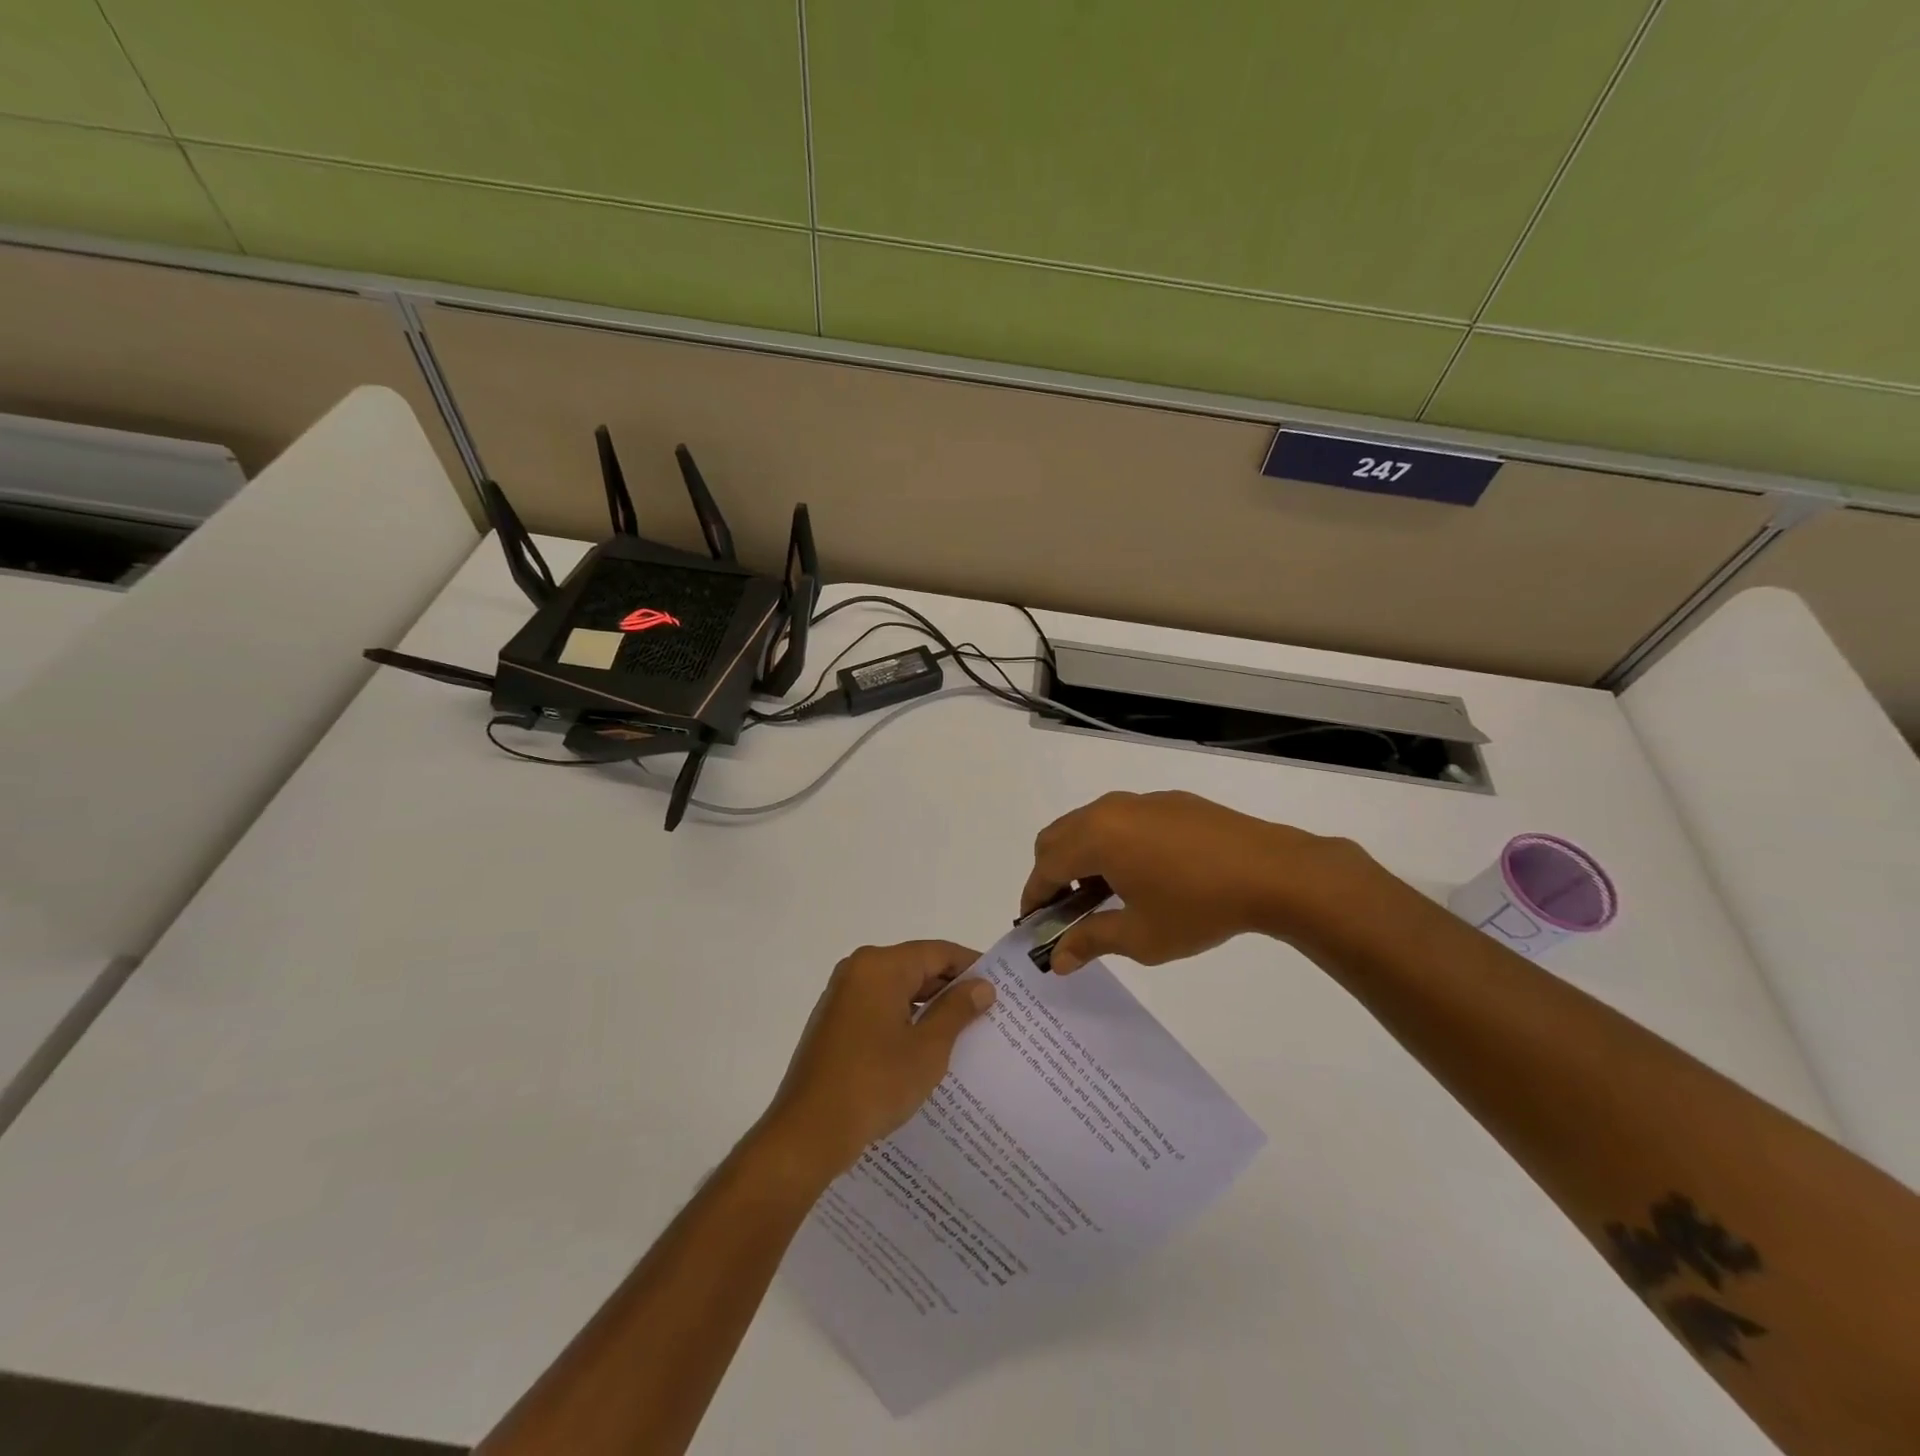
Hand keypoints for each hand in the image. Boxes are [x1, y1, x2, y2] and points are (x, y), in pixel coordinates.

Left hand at [760, 941, 995, 1178]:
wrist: (807, 1133)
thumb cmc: (874, 1083)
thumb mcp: (928, 1048)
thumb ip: (957, 1010)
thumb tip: (982, 986)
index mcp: (880, 966)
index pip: (937, 952)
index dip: (972, 966)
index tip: (1002, 985)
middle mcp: (858, 970)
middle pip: (916, 967)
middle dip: (952, 988)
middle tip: (989, 1011)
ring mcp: (842, 996)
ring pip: (898, 989)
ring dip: (929, 1007)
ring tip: (965, 1032)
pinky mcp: (835, 1023)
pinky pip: (880, 1008)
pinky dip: (905, 1020)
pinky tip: (927, 1048)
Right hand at [1020, 790, 1372, 972]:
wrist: (1272, 872)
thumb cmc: (1198, 907)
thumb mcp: (1140, 936)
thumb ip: (1091, 942)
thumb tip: (1057, 960)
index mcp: (1095, 838)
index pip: (1045, 866)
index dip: (1033, 897)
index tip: (1034, 925)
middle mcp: (1109, 810)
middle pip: (1057, 837)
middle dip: (1051, 873)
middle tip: (1066, 911)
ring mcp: (1140, 801)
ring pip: (1089, 824)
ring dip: (1081, 857)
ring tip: (1104, 894)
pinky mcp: (1169, 801)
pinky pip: (1121, 819)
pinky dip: (1111, 843)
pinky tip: (1142, 873)